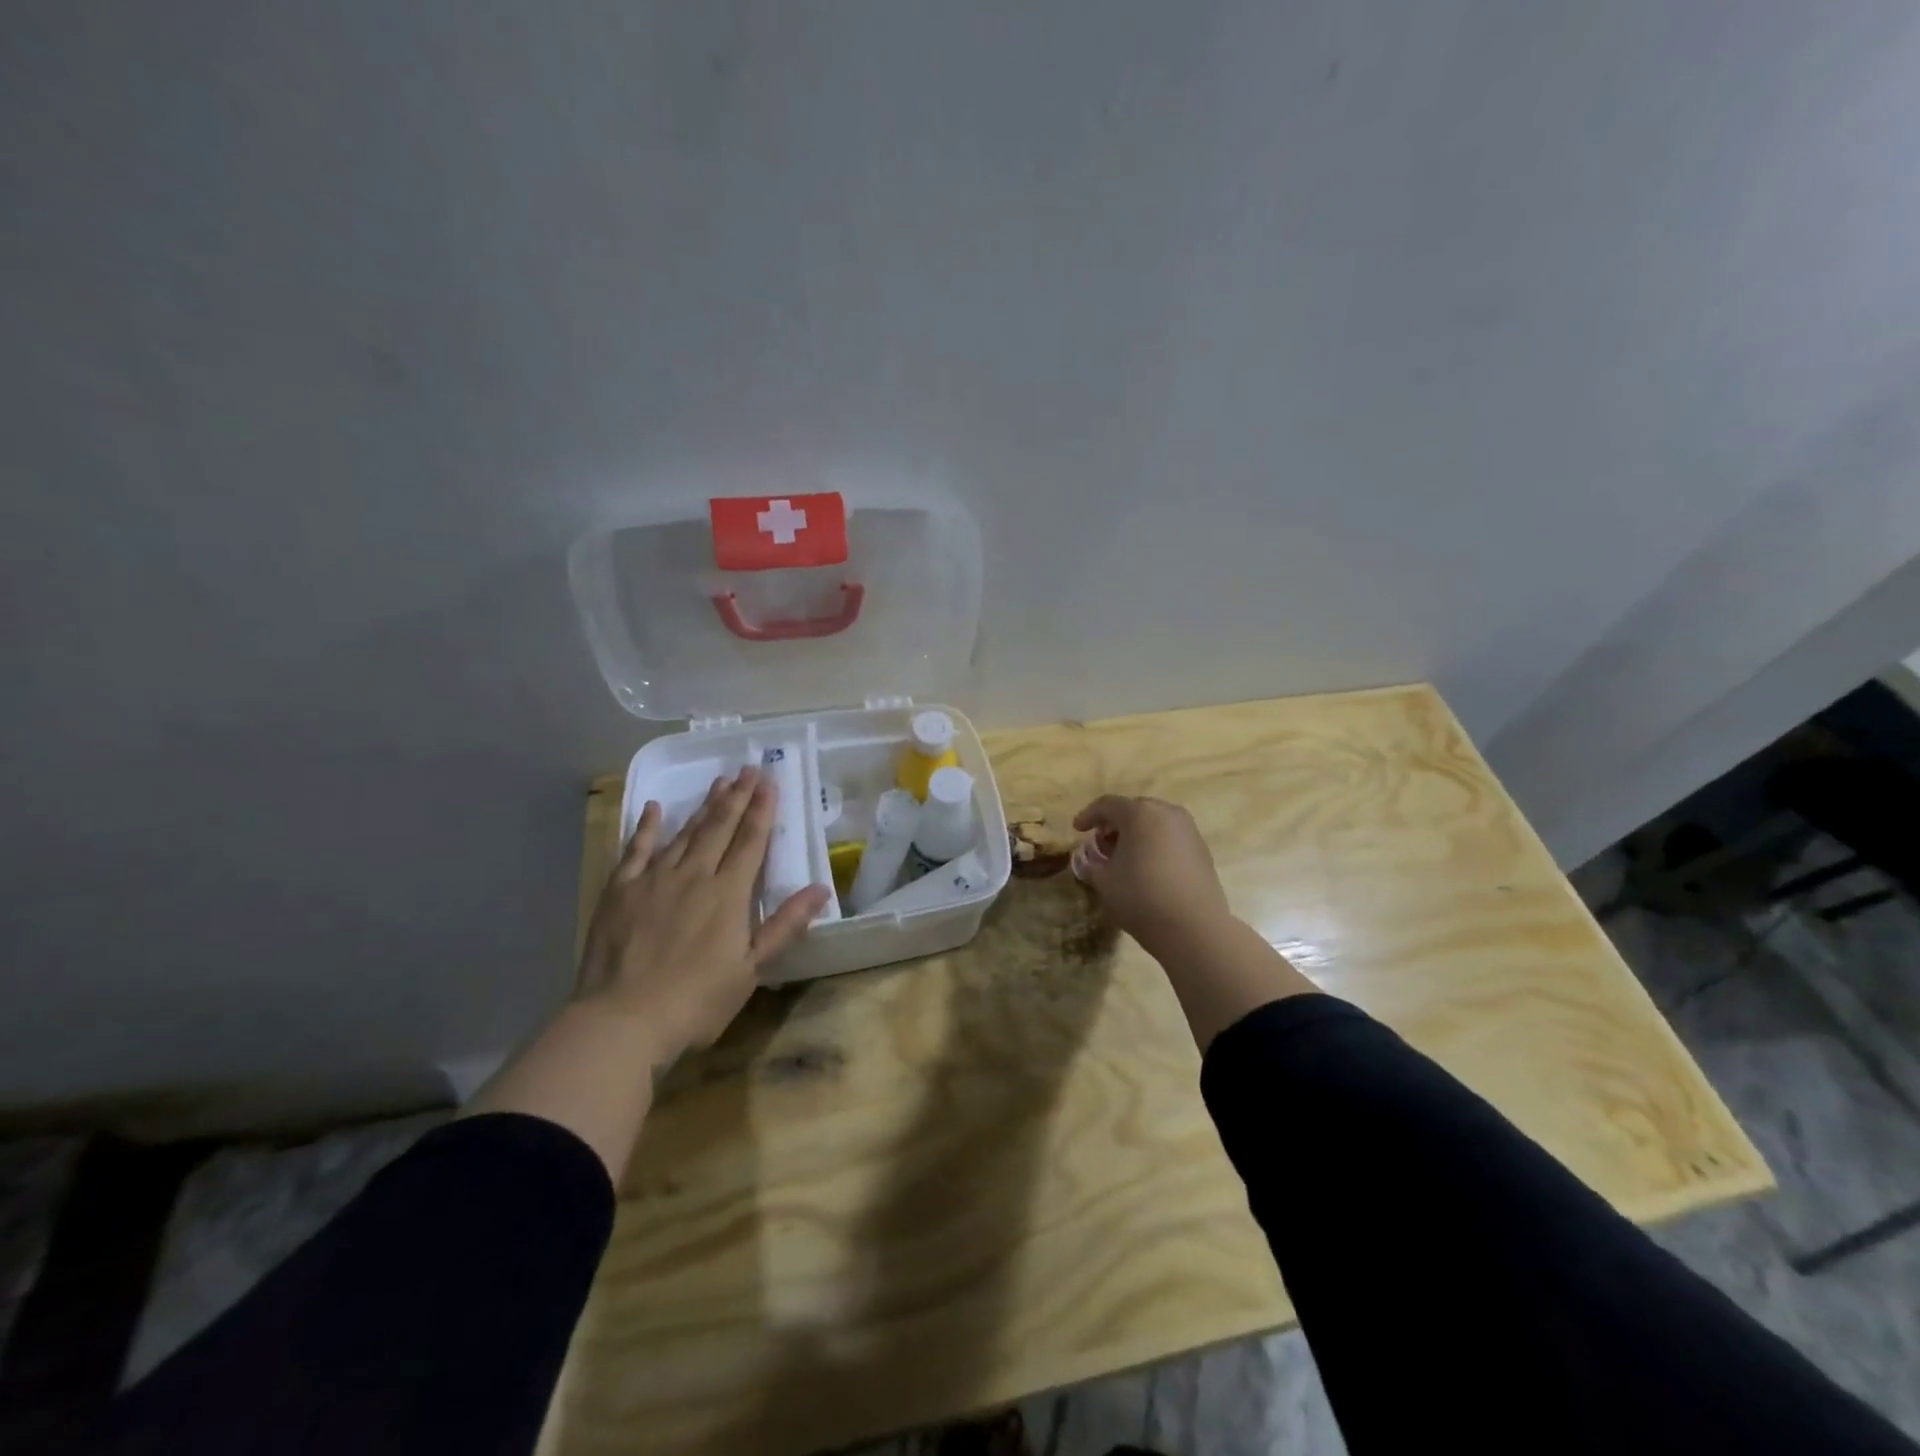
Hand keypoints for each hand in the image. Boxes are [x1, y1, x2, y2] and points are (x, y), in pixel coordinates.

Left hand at [579, 767, 830, 1067]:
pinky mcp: (621, 891)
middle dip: (737, 797)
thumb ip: (785, 925)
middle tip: (748, 768)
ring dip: (704, 806)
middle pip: (720, 828)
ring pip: (685, 833)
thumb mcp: (751, 969)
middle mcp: (694, 875)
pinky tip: (656, 808)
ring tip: (719, 782)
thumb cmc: (696, 1001)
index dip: (762, 810)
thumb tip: (821, 888)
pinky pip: (636, 850)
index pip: (751, 842)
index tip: (770, 782)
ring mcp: (654, 880)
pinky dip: (648, 827)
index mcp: (728, 894)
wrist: (622, 1021)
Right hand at [1071, 795, 1234, 957]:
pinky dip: (1156, 843)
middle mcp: (1167, 813)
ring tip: (1125, 855)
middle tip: (1102, 842)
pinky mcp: (1202, 850)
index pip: (1108, 805)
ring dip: (1137, 832)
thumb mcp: (1104, 881)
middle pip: (1134, 809)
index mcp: (1140, 813)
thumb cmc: (1141, 897)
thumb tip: (1090, 857)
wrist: (1194, 928)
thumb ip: (1092, 863)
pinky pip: (1171, 837)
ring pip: (1156, 821)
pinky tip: (1148, 866)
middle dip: (1115, 823)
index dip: (1089, 815)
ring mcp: (1189, 830)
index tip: (1077, 829)